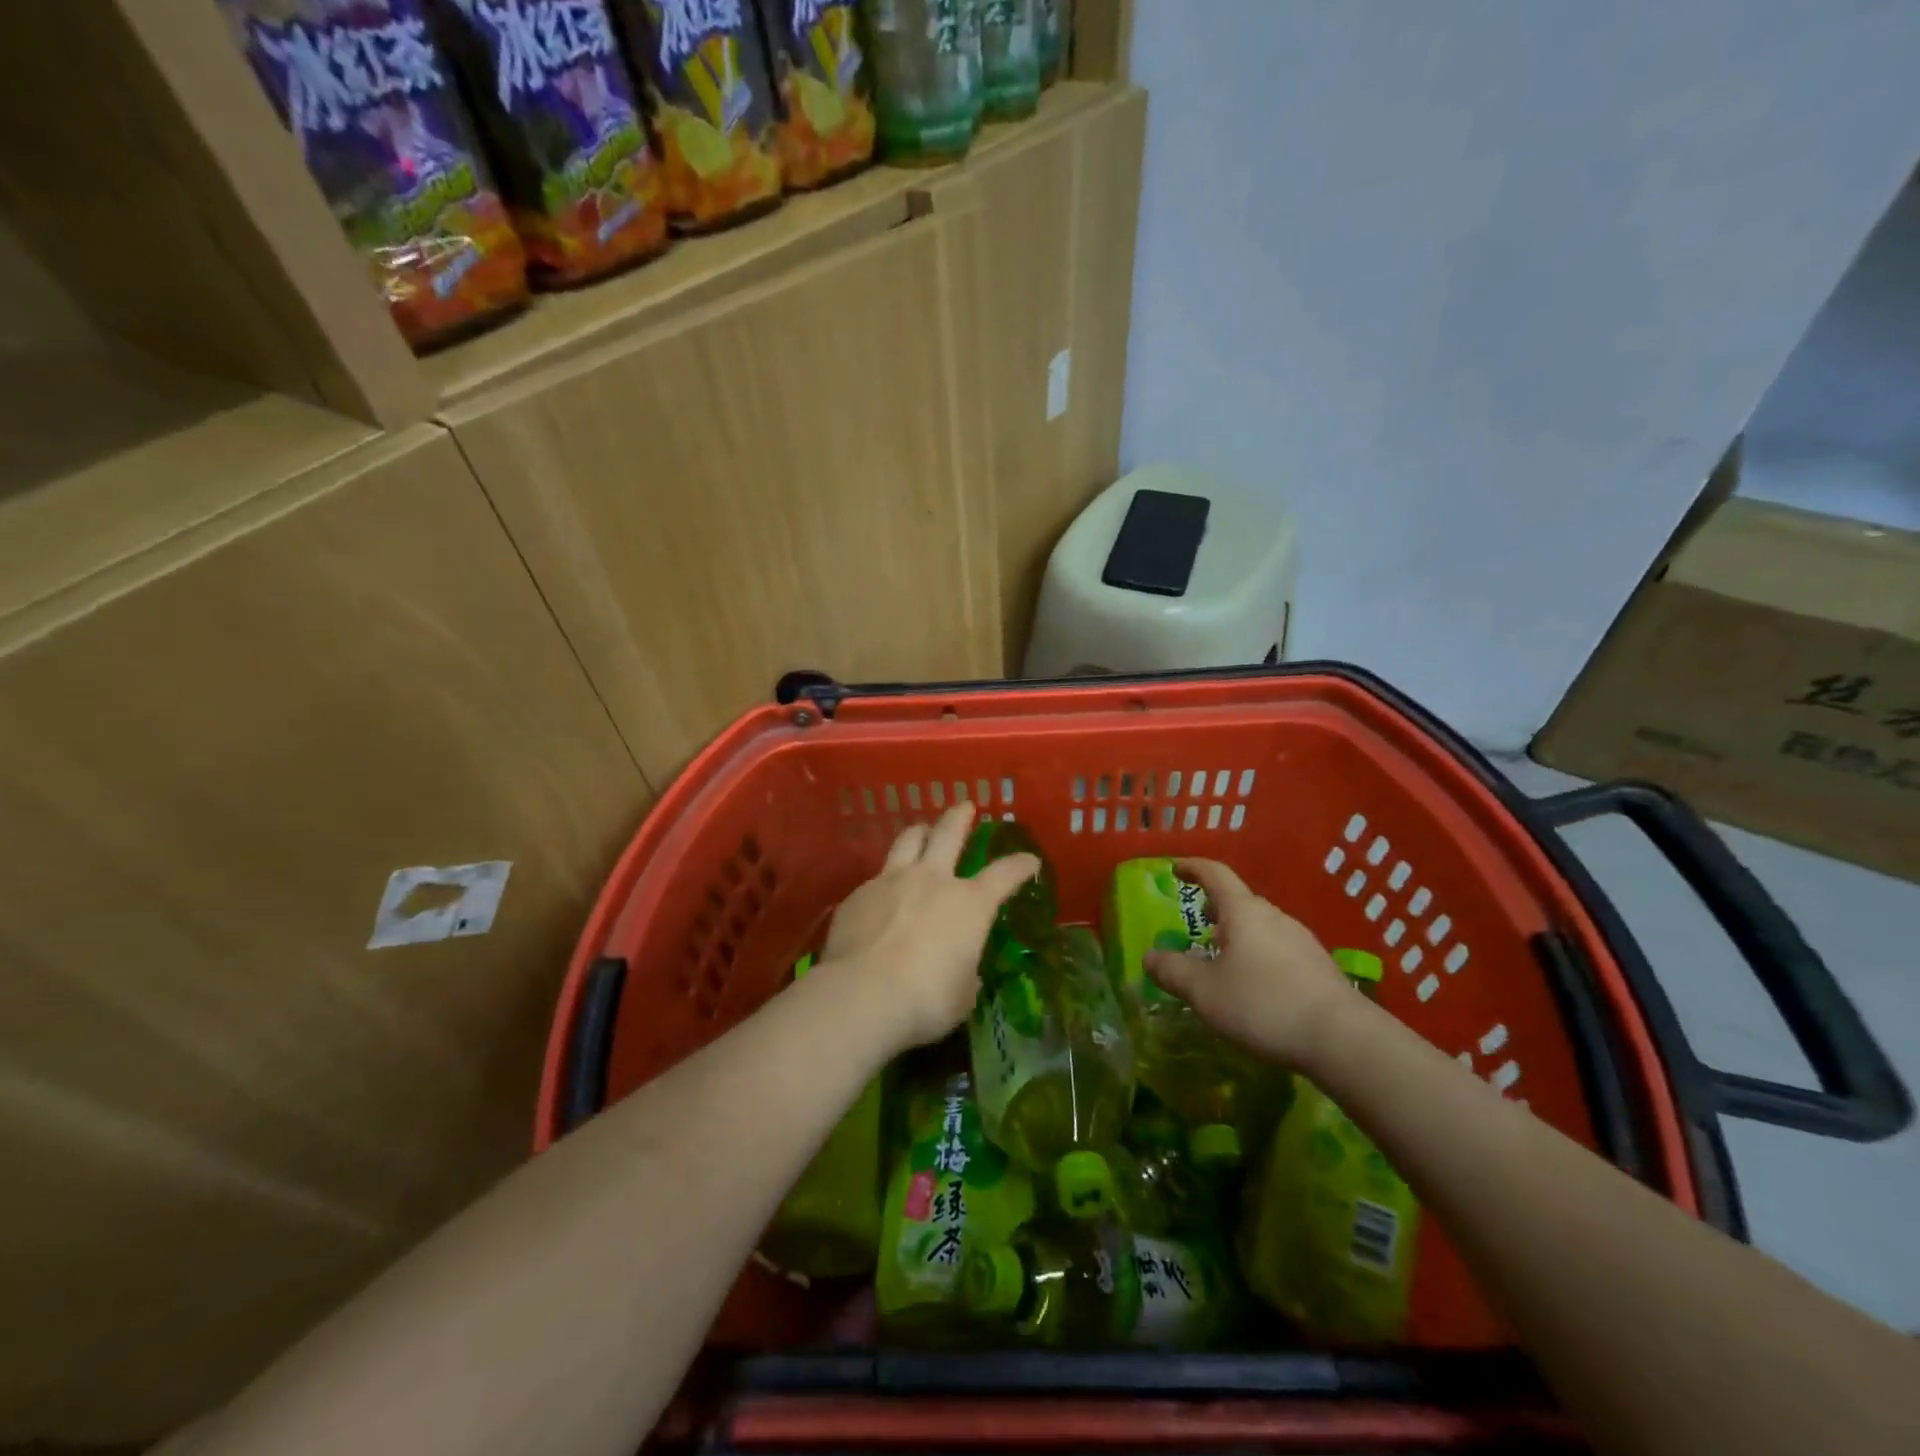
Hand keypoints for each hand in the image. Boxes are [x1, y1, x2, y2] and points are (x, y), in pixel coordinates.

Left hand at [817, 803, 1040, 1051]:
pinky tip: (882, 895)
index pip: (1004, 874)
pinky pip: (876, 877)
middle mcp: (932, 880)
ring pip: (908, 840)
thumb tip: (961, 970)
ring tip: (922, 831)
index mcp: (969, 904)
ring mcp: (892, 881)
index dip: (1020, 865)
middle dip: (960, 817)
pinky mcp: (859, 894)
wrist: (862, 995)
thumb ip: (964, 974)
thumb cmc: (926, 999)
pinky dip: (886, 880)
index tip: (1029, 860)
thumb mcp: (961, 995)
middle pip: (949, 833)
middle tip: (966, 806)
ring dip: (920, 832)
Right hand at [1143, 858, 1357, 1068]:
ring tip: (1223, 960)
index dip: (1193, 868)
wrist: (1343, 1039)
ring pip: (1261, 926)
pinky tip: (1255, 986)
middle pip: (1240, 901)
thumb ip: (1172, 971)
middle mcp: (1274, 917)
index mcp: (1243, 912)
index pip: (1215, 875)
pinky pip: (1279, 949)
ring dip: (1238, 934)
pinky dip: (1258, 955)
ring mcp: (1301, 941)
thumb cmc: (1264, 1005)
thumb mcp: (1205, 992)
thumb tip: (1149, 956)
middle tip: (1197, 925)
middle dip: (1216, 909)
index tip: (1176, 869)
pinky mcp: (1318, 967)